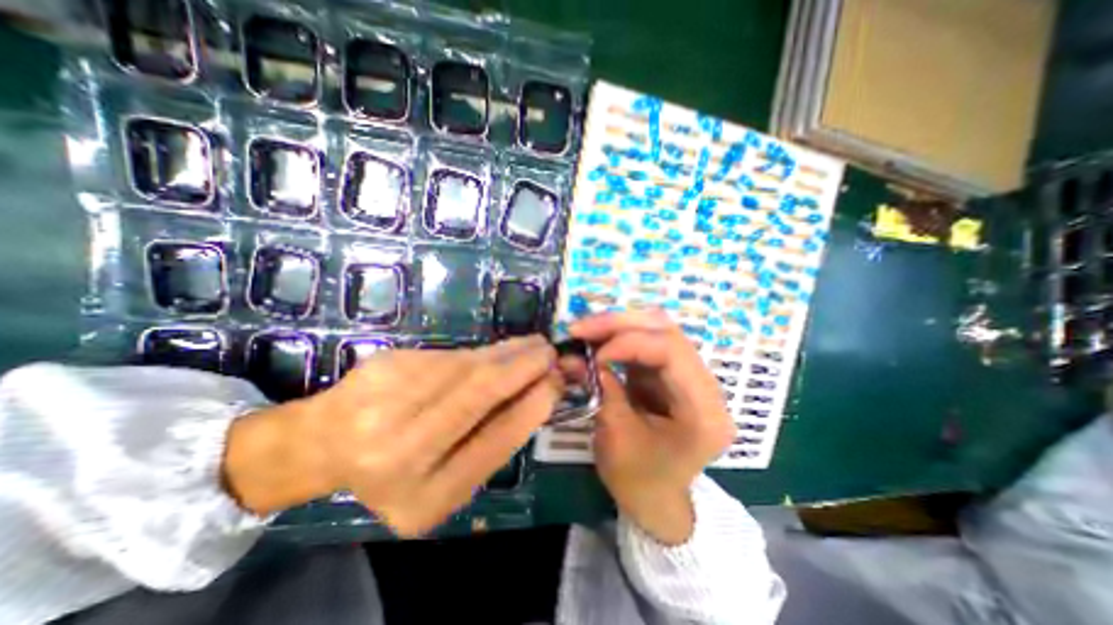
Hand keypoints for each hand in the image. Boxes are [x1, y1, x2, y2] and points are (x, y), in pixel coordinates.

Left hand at [222, 337, 560, 536]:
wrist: (323, 443)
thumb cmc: (396, 470)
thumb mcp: (447, 478)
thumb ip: (490, 442)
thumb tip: (538, 393)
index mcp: (425, 497)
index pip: (497, 440)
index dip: (534, 404)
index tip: (558, 381)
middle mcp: (401, 452)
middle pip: (481, 392)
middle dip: (525, 366)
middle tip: (551, 352)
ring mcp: (386, 402)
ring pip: (468, 365)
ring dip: (508, 352)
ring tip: (532, 345)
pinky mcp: (385, 365)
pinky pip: (451, 355)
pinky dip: (482, 352)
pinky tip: (495, 353)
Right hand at [568, 311, 736, 543]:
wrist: (656, 499)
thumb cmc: (639, 480)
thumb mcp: (616, 437)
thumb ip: (601, 388)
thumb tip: (574, 355)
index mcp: (704, 411)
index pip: (672, 352)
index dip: (629, 342)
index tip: (593, 353)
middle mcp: (706, 386)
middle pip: (667, 332)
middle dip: (620, 324)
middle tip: (581, 327)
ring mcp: (690, 376)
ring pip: (657, 331)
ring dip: (618, 326)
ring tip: (585, 331)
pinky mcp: (672, 373)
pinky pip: (648, 343)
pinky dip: (620, 338)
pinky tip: (598, 340)